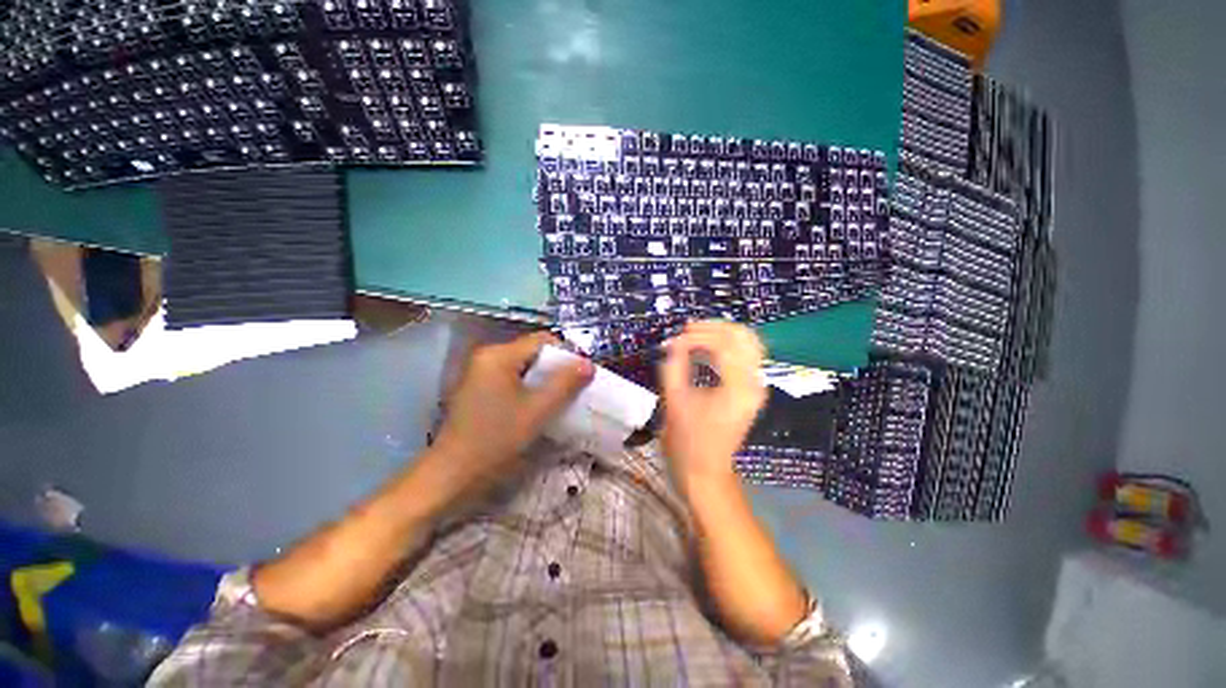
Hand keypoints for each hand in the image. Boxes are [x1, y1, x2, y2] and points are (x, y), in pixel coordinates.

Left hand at [430, 332, 593, 497]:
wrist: (452, 475)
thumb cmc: (496, 439)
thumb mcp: (537, 410)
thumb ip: (565, 384)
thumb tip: (588, 364)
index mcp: (498, 355)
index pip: (542, 340)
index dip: (566, 355)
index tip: (580, 376)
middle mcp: (486, 356)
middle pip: (532, 352)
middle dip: (555, 369)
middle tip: (572, 390)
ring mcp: (479, 373)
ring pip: (523, 367)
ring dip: (543, 381)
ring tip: (558, 400)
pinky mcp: (477, 389)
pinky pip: (512, 379)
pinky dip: (528, 388)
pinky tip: (536, 407)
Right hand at [659, 321, 766, 486]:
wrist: (705, 471)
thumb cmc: (687, 441)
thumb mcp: (674, 400)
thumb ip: (674, 365)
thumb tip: (674, 343)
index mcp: (738, 387)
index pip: (723, 345)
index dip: (696, 337)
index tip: (673, 341)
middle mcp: (754, 383)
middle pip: (744, 337)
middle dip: (714, 328)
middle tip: (687, 329)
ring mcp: (756, 386)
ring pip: (747, 343)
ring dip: (721, 334)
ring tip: (694, 335)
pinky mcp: (750, 390)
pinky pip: (744, 356)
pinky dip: (726, 346)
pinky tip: (706, 347)